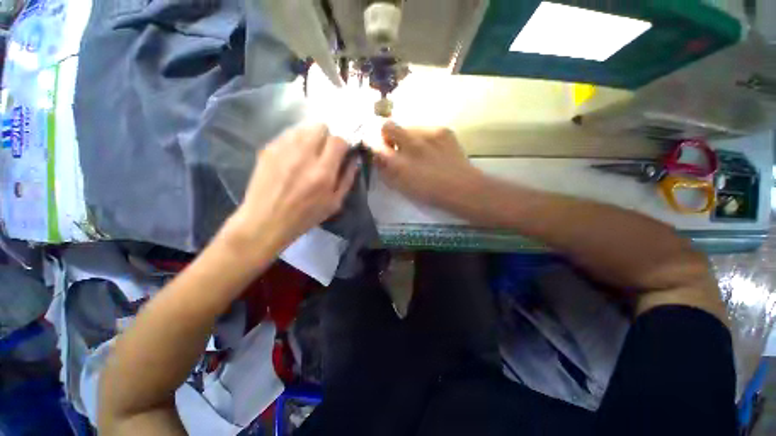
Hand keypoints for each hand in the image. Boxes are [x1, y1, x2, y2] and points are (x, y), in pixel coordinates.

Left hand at [225, 124, 356, 254]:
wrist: (265, 221)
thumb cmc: (305, 216)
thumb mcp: (334, 203)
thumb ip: (347, 179)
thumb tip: (354, 159)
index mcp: (322, 172)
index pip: (338, 140)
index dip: (343, 144)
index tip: (342, 153)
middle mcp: (303, 155)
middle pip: (321, 127)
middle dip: (328, 137)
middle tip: (325, 152)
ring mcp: (283, 149)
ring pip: (304, 127)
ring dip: (312, 137)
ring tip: (310, 153)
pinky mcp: (268, 148)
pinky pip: (288, 134)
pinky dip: (296, 140)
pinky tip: (294, 156)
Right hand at [370, 122, 482, 208]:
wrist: (461, 187)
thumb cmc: (429, 193)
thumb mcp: (402, 188)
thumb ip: (386, 172)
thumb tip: (378, 158)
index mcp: (399, 163)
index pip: (376, 145)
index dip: (374, 145)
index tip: (378, 148)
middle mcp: (411, 144)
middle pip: (388, 126)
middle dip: (387, 134)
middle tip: (396, 146)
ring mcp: (428, 134)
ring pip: (408, 126)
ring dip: (408, 137)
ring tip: (419, 150)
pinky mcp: (442, 130)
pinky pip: (425, 128)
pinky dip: (424, 137)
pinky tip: (433, 149)